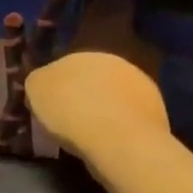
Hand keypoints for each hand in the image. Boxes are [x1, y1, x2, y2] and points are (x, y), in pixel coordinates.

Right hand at [25, 0, 168, 165]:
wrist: (121, 144)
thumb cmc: (76, 100)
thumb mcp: (38, 85)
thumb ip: (45, 74)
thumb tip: (48, 77)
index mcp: (106, 30)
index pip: (112, 1)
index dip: (99, 8)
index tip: (86, 19)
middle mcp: (134, 46)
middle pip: (121, 41)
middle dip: (103, 54)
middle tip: (80, 71)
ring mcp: (150, 78)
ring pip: (128, 72)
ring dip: (111, 84)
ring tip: (87, 105)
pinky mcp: (158, 110)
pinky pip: (131, 102)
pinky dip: (118, 109)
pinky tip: (100, 125)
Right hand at [27, 51, 168, 164]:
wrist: (120, 140)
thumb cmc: (72, 112)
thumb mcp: (36, 92)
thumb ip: (38, 81)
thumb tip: (43, 81)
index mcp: (83, 53)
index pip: (65, 66)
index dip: (57, 87)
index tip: (51, 107)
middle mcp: (114, 61)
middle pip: (92, 78)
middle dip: (83, 94)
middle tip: (71, 119)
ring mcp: (140, 83)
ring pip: (114, 95)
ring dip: (105, 108)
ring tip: (92, 133)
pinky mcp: (156, 108)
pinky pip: (129, 115)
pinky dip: (121, 124)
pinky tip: (112, 140)